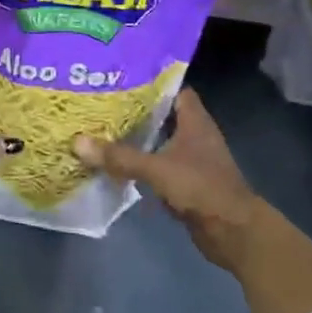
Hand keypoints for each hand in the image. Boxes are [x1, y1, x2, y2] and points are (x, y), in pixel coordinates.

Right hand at [72, 88, 277, 273]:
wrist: (233, 231)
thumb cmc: (201, 188)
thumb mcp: (157, 169)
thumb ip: (120, 156)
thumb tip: (78, 142)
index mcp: (195, 122)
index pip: (175, 91)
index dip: (152, 84)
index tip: (122, 80)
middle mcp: (196, 136)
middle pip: (164, 116)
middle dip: (136, 112)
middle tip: (103, 105)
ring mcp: (193, 161)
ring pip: (160, 143)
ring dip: (138, 140)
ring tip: (103, 131)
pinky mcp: (187, 184)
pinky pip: (160, 167)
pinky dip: (143, 165)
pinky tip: (118, 165)